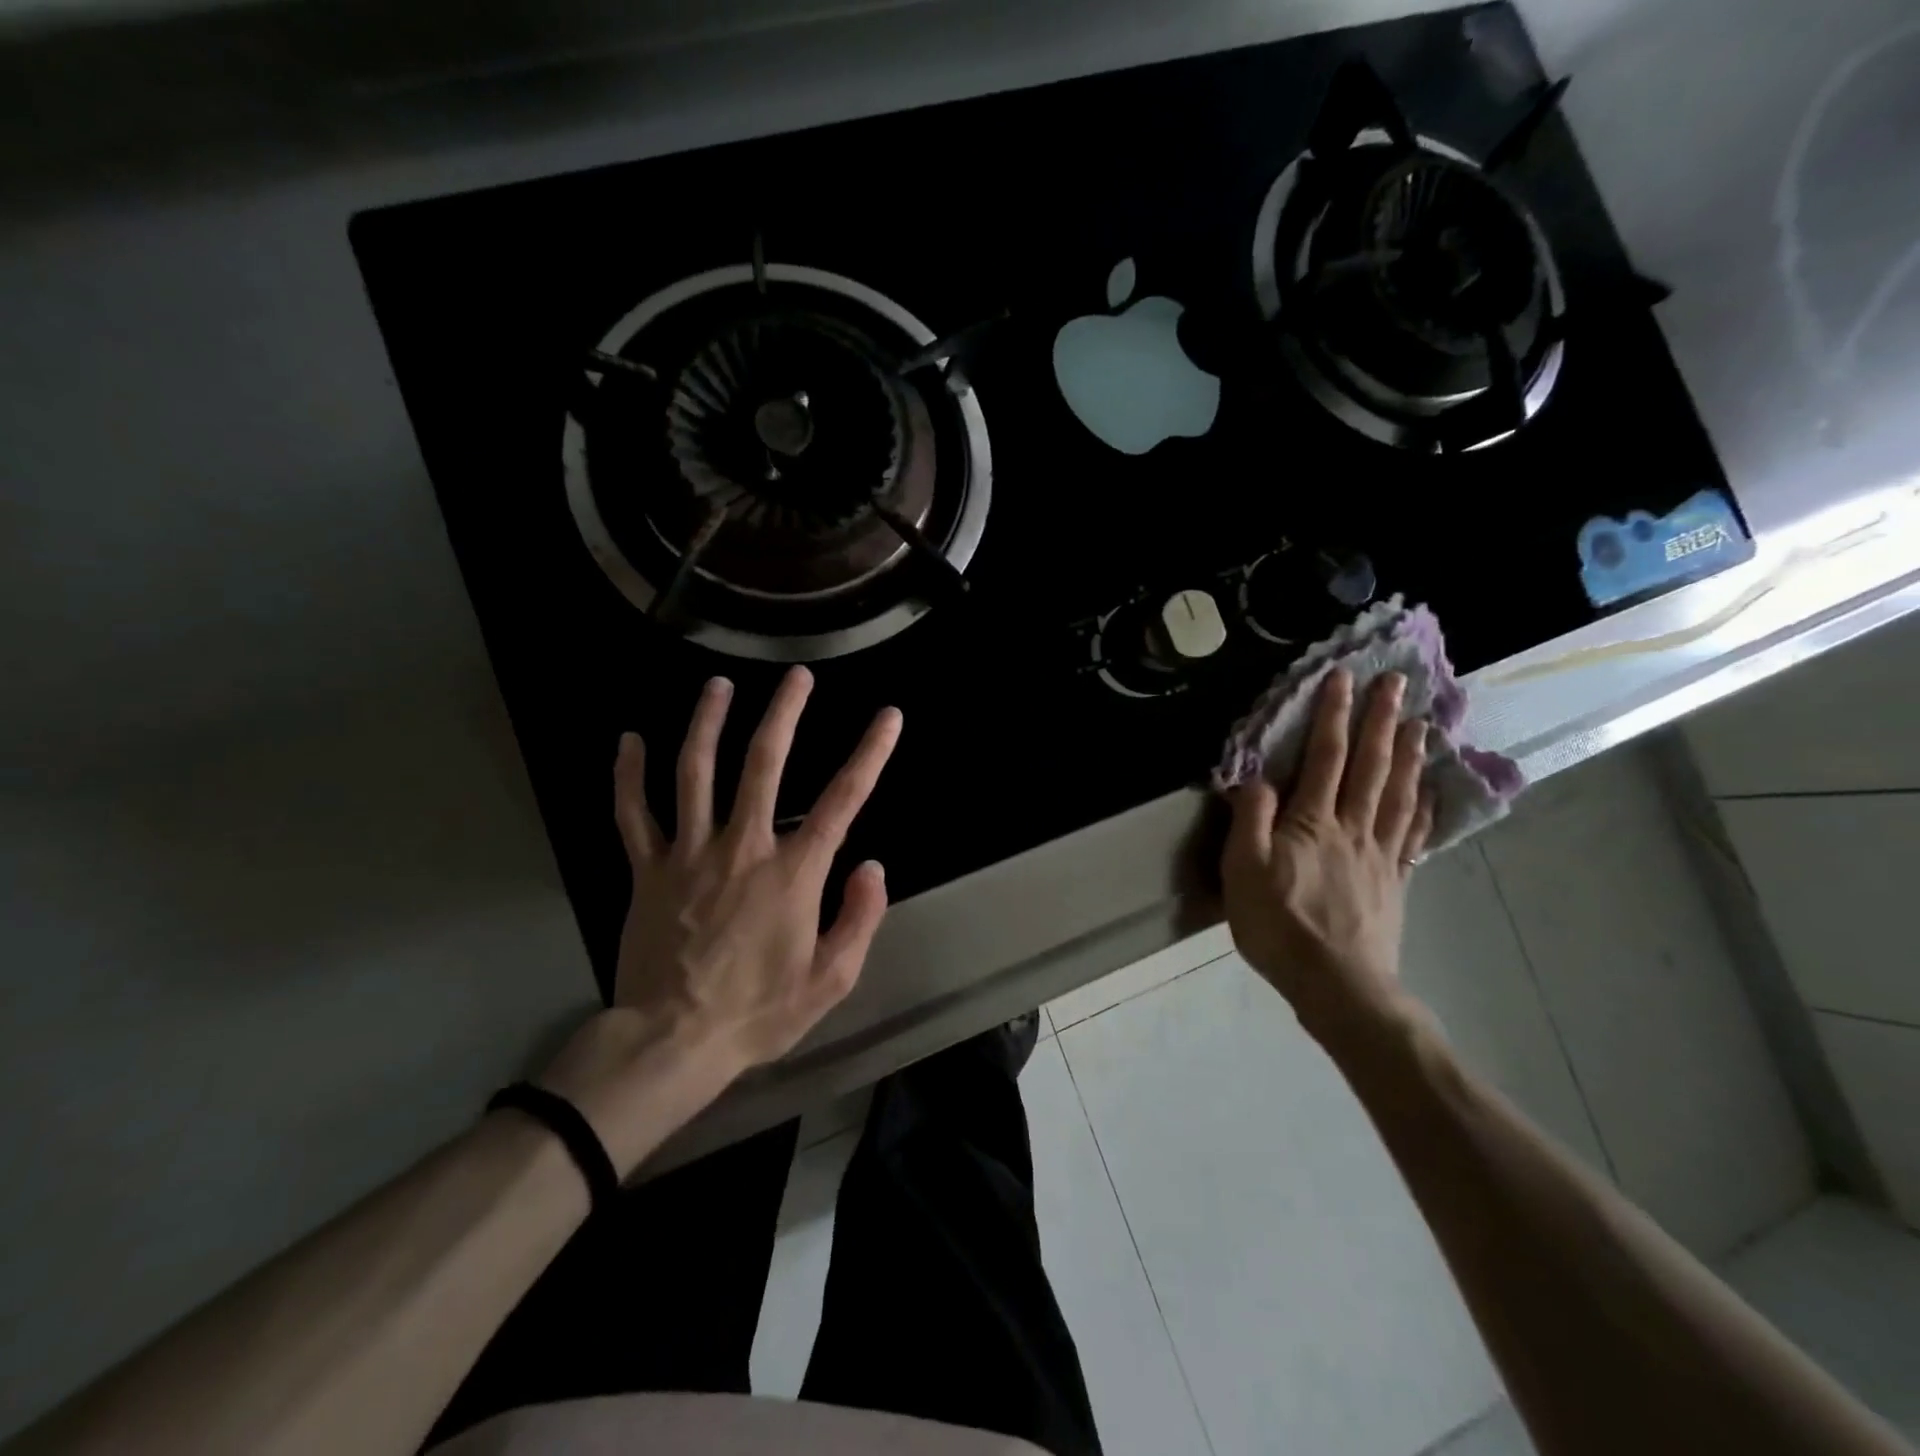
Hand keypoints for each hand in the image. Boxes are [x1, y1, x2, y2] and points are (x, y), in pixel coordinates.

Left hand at [539, 666, 900, 1171]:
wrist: (671, 1042)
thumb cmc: (758, 1013)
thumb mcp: (830, 980)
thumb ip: (859, 918)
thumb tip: (874, 865)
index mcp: (792, 873)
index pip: (842, 801)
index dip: (870, 754)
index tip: (888, 717)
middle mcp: (742, 848)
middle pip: (763, 764)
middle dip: (785, 714)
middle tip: (797, 675)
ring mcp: (688, 854)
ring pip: (695, 773)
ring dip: (707, 723)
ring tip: (717, 686)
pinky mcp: (647, 870)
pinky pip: (633, 813)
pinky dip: (628, 775)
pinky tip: (629, 740)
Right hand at [1221, 668, 1433, 1044]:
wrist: (1337, 984)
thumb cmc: (1278, 926)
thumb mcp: (1243, 872)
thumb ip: (1250, 821)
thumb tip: (1256, 778)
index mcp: (1312, 822)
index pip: (1324, 758)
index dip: (1333, 716)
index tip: (1343, 678)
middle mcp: (1352, 826)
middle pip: (1370, 765)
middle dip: (1380, 720)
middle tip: (1396, 683)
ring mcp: (1380, 852)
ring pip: (1397, 791)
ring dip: (1408, 753)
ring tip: (1420, 721)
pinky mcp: (1396, 879)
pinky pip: (1412, 832)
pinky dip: (1423, 804)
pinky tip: (1430, 788)